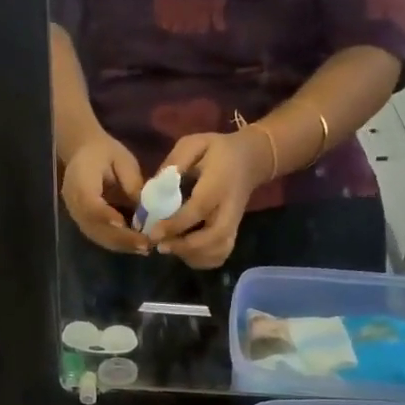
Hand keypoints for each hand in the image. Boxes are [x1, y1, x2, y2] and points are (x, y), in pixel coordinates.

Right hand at [61, 134, 148, 254]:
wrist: (82, 152)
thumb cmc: (103, 152)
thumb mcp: (121, 159)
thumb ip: (131, 182)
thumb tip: (145, 209)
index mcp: (79, 181)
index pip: (90, 203)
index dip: (104, 215)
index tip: (123, 223)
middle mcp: (73, 203)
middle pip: (95, 226)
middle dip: (121, 238)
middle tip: (145, 244)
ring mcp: (77, 216)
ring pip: (98, 236)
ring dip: (121, 245)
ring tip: (144, 248)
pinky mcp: (84, 223)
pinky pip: (99, 237)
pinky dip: (118, 244)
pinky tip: (136, 246)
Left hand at [146, 130, 268, 268]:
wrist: (251, 160)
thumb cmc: (218, 151)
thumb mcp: (195, 144)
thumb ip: (175, 163)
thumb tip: (153, 187)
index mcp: (218, 184)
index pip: (198, 209)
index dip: (175, 224)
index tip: (154, 233)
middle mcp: (229, 208)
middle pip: (214, 237)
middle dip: (185, 247)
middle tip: (161, 246)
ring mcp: (234, 223)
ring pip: (218, 251)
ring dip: (192, 256)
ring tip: (171, 248)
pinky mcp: (233, 233)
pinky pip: (220, 255)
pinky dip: (202, 260)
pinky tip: (185, 253)